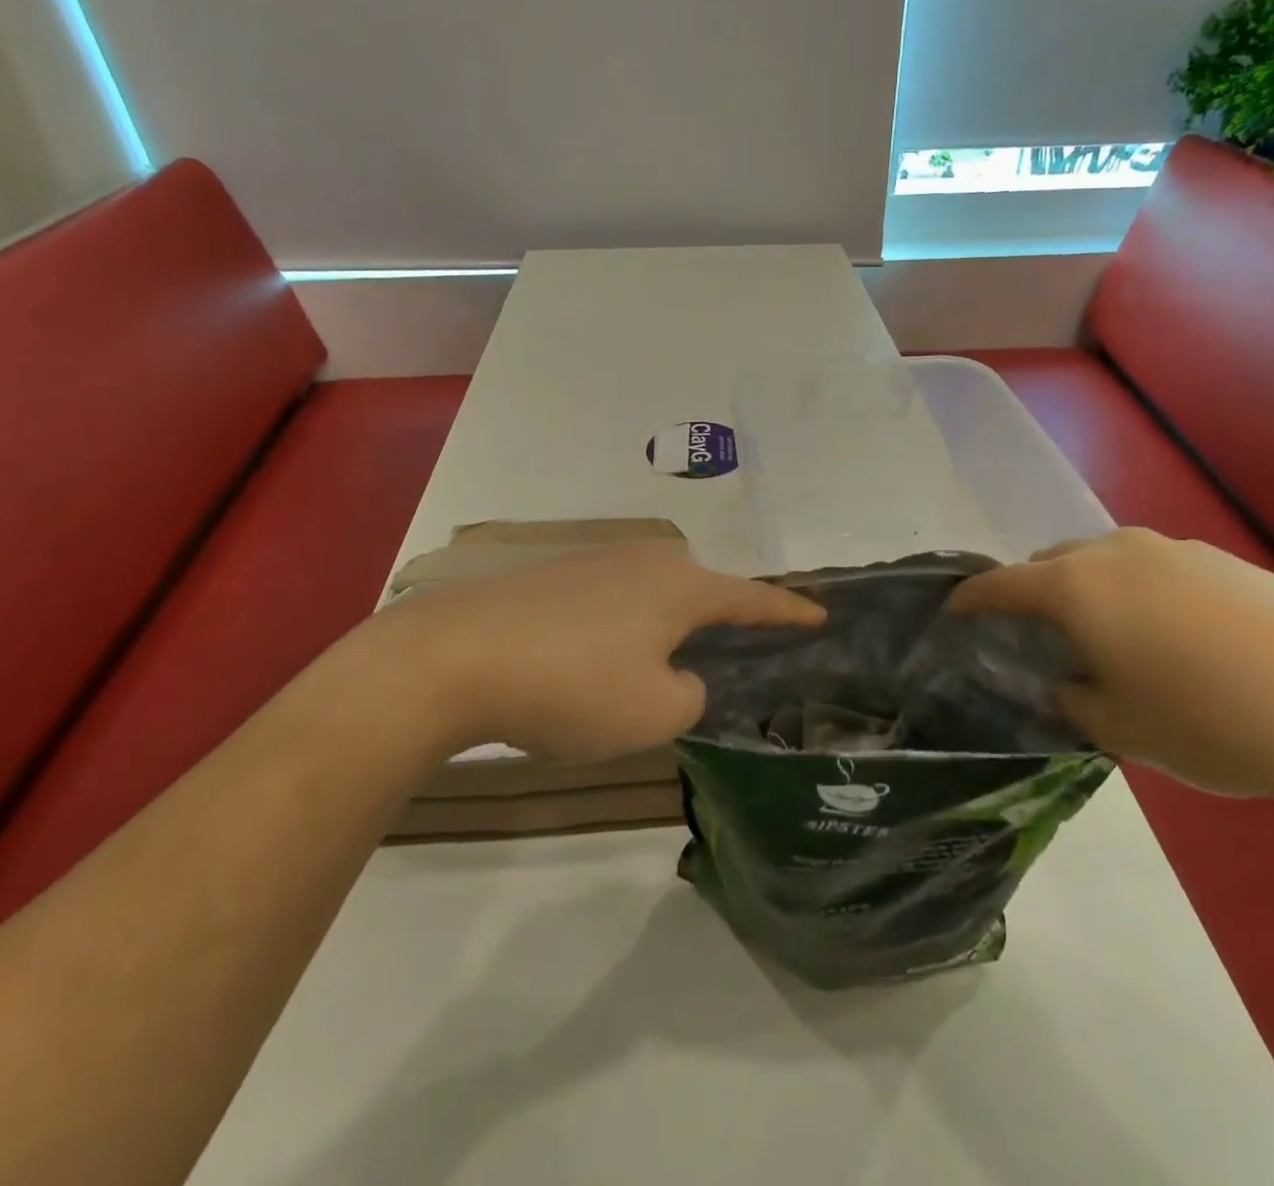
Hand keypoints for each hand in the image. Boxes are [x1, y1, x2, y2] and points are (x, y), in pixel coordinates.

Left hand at [359, 542, 823, 762]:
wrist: (454, 655)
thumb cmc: (573, 684)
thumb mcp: (654, 713)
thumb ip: (687, 694)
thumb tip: (674, 676)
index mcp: (681, 586)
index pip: (752, 599)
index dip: (788, 612)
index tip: (820, 613)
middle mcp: (644, 560)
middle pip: (697, 592)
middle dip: (713, 624)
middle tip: (719, 659)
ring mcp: (593, 562)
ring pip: (648, 599)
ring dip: (657, 632)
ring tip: (645, 674)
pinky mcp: (550, 576)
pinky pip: (606, 605)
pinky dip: (614, 634)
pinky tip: (588, 666)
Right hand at [948, 528, 1273, 816]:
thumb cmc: (1213, 721)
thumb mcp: (1122, 729)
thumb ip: (1072, 703)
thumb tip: (1064, 686)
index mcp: (1076, 585)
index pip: (1000, 584)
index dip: (969, 600)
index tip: (951, 615)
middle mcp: (1115, 552)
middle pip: (1049, 563)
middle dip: (1029, 594)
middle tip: (1034, 639)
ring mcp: (1173, 550)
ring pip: (1101, 562)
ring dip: (1083, 591)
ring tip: (1102, 638)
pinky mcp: (1222, 561)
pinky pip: (1150, 569)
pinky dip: (1133, 593)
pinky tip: (1168, 639)